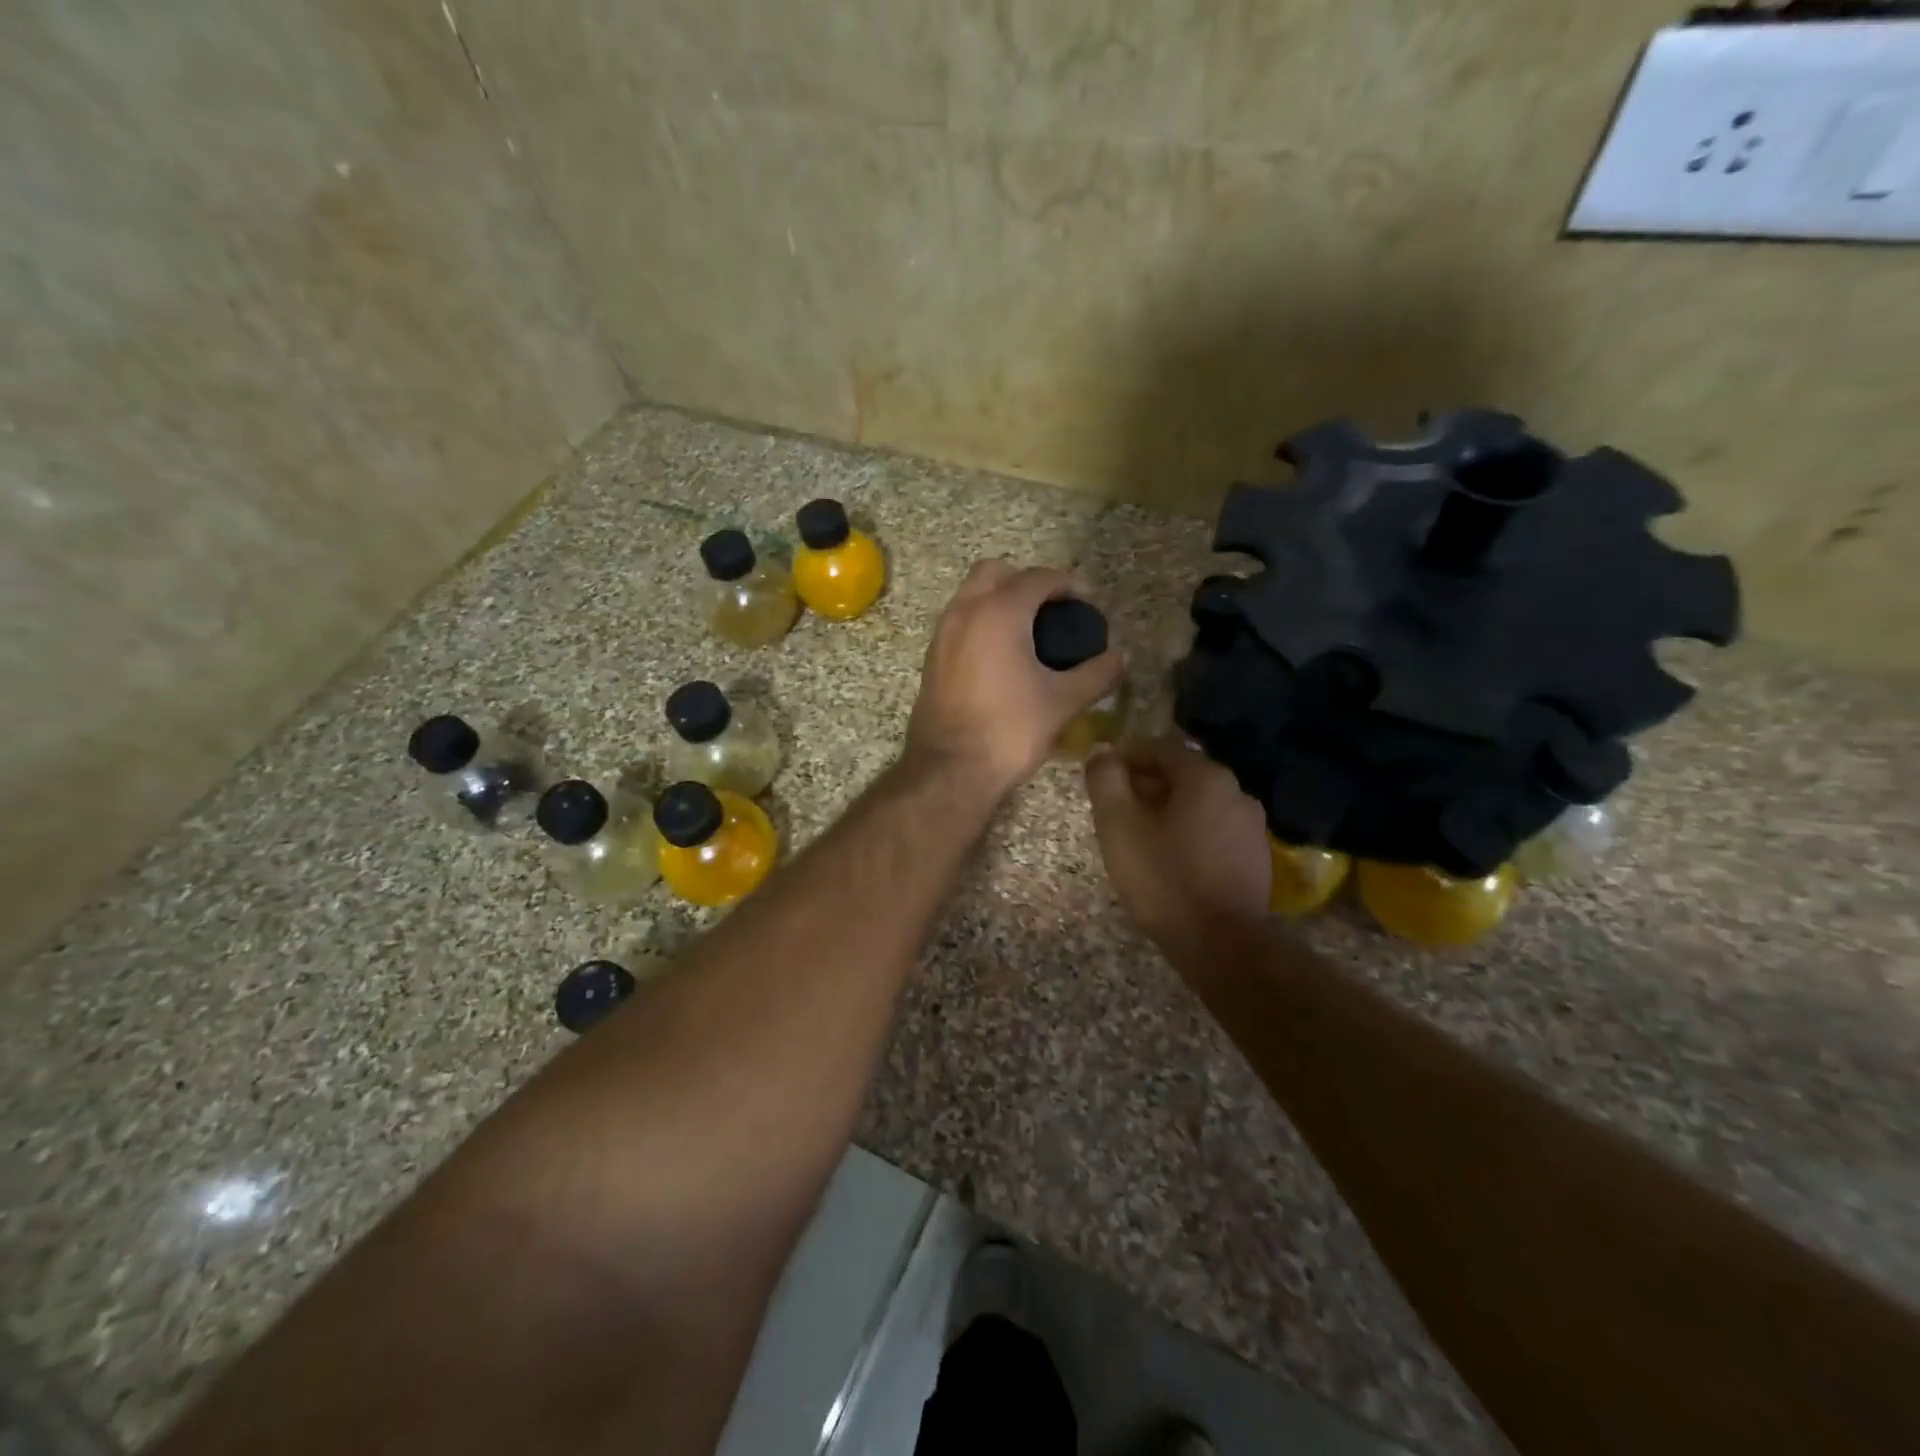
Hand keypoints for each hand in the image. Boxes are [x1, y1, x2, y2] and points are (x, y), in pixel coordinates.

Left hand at [905, 561, 1124, 796]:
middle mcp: (965, 611)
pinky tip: (1004, 655)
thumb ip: (1096, 674)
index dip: (1069, 584)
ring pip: (972, 594)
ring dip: (1001, 599)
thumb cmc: (1009, 730)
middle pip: (996, 572)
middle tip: (1054, 608)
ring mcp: (942, 634)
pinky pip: (960, 621)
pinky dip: (983, 621)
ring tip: (1031, 630)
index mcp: (999, 612)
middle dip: (1027, 581)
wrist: (949, 769)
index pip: (1038, 578)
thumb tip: (1121, 658)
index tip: (1089, 601)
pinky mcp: (932, 658)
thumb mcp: (1062, 702)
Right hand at [1084, 735, 1269, 966]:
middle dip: (1145, 783)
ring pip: (1198, 804)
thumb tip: (1101, 754)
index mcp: (1206, 776)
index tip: (1101, 773)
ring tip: (1137, 834)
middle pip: (1181, 774)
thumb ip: (1105, 780)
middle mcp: (1236, 791)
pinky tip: (1168, 857)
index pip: (1159, 747)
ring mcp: (1251, 826)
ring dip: (1166, 809)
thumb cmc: (1164, 878)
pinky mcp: (1255, 858)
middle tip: (1114, 806)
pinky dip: (1187, 832)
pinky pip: (1213, 830)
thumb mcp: (1118, 825)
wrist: (1221, 945)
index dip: (1125, 755)